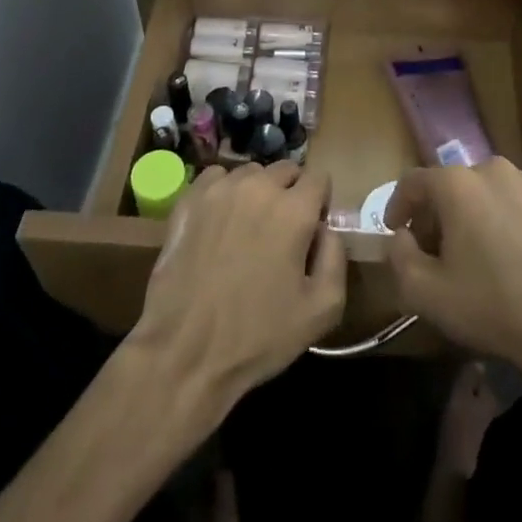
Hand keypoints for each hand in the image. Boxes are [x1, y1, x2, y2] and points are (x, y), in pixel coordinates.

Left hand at [127, 163, 346, 416]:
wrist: (185, 351)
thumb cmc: (258, 336)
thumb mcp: (322, 310)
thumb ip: (335, 257)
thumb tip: (326, 228)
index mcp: (294, 210)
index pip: (318, 178)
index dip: (320, 202)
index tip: (312, 230)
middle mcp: (258, 188)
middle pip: (286, 170)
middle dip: (291, 193)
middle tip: (281, 232)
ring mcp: (220, 190)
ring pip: (251, 174)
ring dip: (257, 192)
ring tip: (248, 228)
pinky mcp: (189, 200)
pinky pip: (216, 178)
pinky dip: (224, 192)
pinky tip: (219, 223)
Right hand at [384, 159, 521, 387]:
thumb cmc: (491, 307)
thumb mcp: (425, 293)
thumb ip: (399, 256)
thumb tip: (402, 237)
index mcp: (457, 184)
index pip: (414, 182)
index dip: (398, 205)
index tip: (396, 232)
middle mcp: (493, 170)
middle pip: (452, 185)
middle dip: (438, 213)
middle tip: (435, 250)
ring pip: (488, 192)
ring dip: (474, 214)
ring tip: (476, 253)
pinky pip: (519, 204)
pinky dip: (507, 220)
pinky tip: (513, 256)